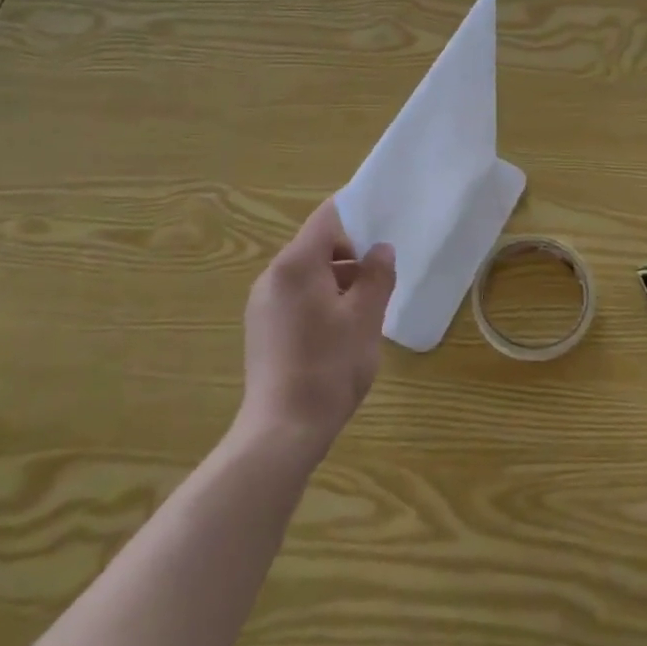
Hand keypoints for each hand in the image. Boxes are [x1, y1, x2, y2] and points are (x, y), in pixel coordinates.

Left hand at [238, 198, 396, 464]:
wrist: (282, 430)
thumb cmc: (329, 367)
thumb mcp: (365, 318)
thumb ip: (377, 276)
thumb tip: (381, 249)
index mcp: (296, 264)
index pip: (327, 218)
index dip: (357, 215)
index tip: (384, 226)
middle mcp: (272, 276)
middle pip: (316, 245)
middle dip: (351, 255)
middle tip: (381, 279)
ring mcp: (262, 303)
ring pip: (307, 274)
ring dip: (337, 280)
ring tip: (365, 310)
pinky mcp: (261, 328)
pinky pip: (295, 297)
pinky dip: (320, 300)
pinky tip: (340, 332)